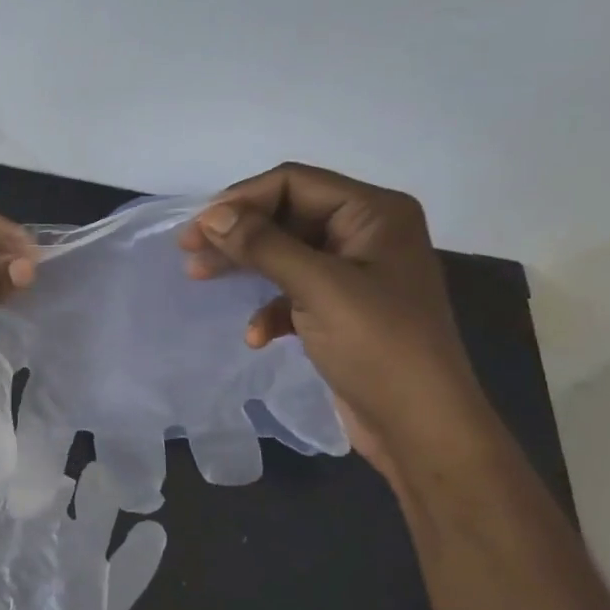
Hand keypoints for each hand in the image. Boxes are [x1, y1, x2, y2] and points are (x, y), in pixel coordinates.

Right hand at [175, 163, 490, 470]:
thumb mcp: (318, 288)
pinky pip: (294, 292)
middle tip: (189, 252)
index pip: (294, 183)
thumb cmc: (378, 346)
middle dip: (238, 233)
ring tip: (200, 278)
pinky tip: (256, 336)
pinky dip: (270, 309)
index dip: (242, 199)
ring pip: (284, 253)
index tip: (198, 228)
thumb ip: (263, 245)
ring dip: (245, 267)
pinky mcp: (342, 309)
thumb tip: (212, 216)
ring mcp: (354, 273)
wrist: (421, 426)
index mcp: (374, 213)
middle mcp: (366, 234)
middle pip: (286, 216)